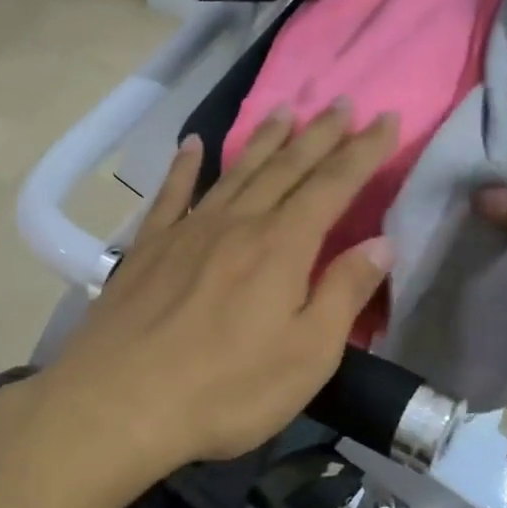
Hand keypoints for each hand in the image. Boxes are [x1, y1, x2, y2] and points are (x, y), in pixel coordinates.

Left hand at [39, 105, 398, 477]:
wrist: (119, 404)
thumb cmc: (226, 390)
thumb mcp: (307, 355)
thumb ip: (343, 294)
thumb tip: (380, 244)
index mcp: (282, 247)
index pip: (333, 186)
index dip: (363, 152)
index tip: (387, 119)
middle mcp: (236, 224)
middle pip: (285, 168)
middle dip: (319, 135)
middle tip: (342, 103)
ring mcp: (187, 231)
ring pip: (235, 172)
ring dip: (263, 139)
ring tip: (284, 109)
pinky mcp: (146, 248)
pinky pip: (170, 195)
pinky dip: (184, 167)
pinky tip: (192, 145)